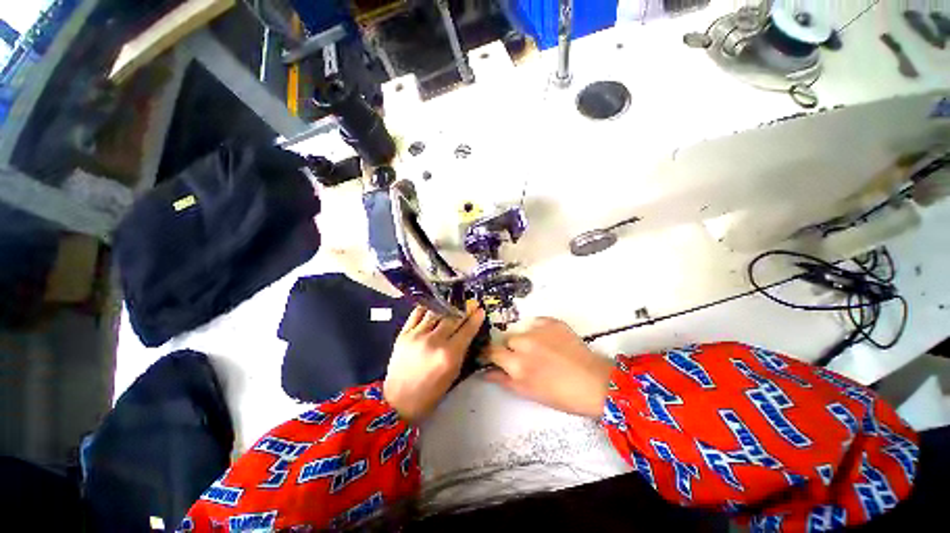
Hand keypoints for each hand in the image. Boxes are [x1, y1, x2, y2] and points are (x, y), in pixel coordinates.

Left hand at [384, 302, 485, 422]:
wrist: (398, 401)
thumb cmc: (430, 393)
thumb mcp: (453, 374)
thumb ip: (461, 351)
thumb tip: (468, 332)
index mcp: (448, 355)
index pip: (466, 330)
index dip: (475, 318)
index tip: (480, 310)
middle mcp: (433, 341)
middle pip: (452, 318)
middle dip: (463, 310)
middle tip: (469, 304)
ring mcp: (417, 335)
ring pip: (436, 312)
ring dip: (446, 309)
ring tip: (452, 306)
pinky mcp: (403, 333)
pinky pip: (417, 313)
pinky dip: (427, 309)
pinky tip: (433, 308)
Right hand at [484, 318, 613, 417]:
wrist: (595, 383)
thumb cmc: (561, 395)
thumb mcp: (528, 392)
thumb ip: (504, 380)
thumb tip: (486, 372)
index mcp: (516, 364)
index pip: (492, 352)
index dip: (490, 353)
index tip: (491, 356)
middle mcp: (524, 343)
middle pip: (507, 339)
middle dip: (510, 348)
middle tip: (524, 358)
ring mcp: (539, 330)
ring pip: (522, 330)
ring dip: (525, 338)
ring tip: (541, 349)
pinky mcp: (553, 322)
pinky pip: (537, 322)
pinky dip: (539, 330)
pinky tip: (550, 340)